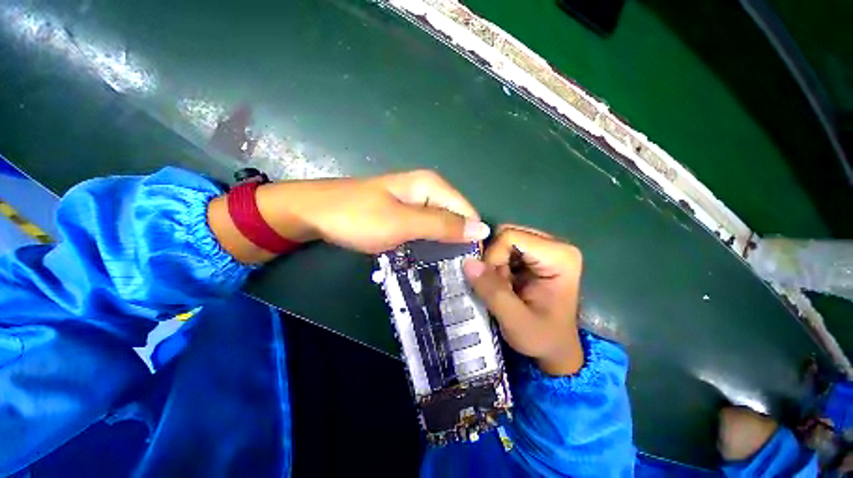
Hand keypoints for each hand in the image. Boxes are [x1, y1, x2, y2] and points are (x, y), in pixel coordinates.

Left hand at [209, 170, 489, 261]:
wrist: (314, 213)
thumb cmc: (358, 217)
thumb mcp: (404, 223)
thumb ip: (443, 225)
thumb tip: (482, 229)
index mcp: (431, 185)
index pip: (467, 212)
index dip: (470, 237)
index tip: (468, 264)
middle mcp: (426, 189)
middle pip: (454, 218)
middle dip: (456, 242)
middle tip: (453, 270)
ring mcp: (413, 201)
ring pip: (439, 225)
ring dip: (442, 245)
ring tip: (441, 268)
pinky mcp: (402, 213)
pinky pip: (424, 228)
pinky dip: (427, 243)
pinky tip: (424, 257)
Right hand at [463, 226, 583, 375]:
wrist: (556, 349)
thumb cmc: (543, 339)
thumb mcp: (516, 321)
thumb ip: (492, 291)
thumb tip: (467, 262)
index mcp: (560, 256)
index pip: (510, 236)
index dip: (493, 257)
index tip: (493, 283)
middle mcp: (555, 245)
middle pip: (506, 234)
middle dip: (494, 260)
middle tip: (499, 285)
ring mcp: (545, 248)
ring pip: (502, 240)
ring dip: (494, 264)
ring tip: (503, 287)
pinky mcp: (535, 255)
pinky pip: (504, 248)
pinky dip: (497, 265)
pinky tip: (504, 283)